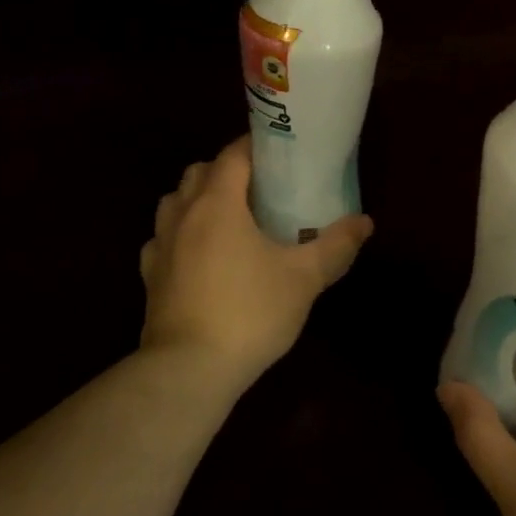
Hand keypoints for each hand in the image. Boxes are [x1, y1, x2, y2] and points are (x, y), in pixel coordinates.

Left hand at [140, 136, 373, 394]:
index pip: (233, 154)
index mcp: (217, 203)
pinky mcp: (150, 275)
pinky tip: (201, 255)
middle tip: (261, 188)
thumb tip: (365, 222)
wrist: (189, 370)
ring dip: (199, 199)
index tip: (282, 152)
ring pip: (175, 201)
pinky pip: (163, 238)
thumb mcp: (304, 278)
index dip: (256, 146)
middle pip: (200, 171)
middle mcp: (182, 214)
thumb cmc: (250, 312)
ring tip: (231, 219)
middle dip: (228, 170)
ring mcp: (160, 245)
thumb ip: (336, 245)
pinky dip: (182, 234)